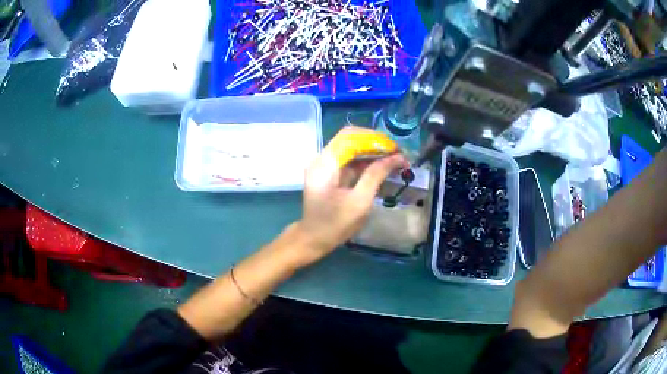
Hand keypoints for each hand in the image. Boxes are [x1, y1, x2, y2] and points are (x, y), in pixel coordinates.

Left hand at [294, 126, 406, 264]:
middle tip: (398, 154)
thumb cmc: (335, 224)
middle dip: (376, 144)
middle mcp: (322, 158)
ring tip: (395, 160)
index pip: (350, 136)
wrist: (314, 239)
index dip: (375, 139)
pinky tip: (382, 167)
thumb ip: (376, 175)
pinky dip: (366, 162)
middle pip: (351, 139)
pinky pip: (349, 160)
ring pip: (351, 148)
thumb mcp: (360, 201)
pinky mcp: (329, 172)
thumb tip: (397, 157)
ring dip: (373, 152)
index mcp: (325, 164)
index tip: (396, 149)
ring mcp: (324, 164)